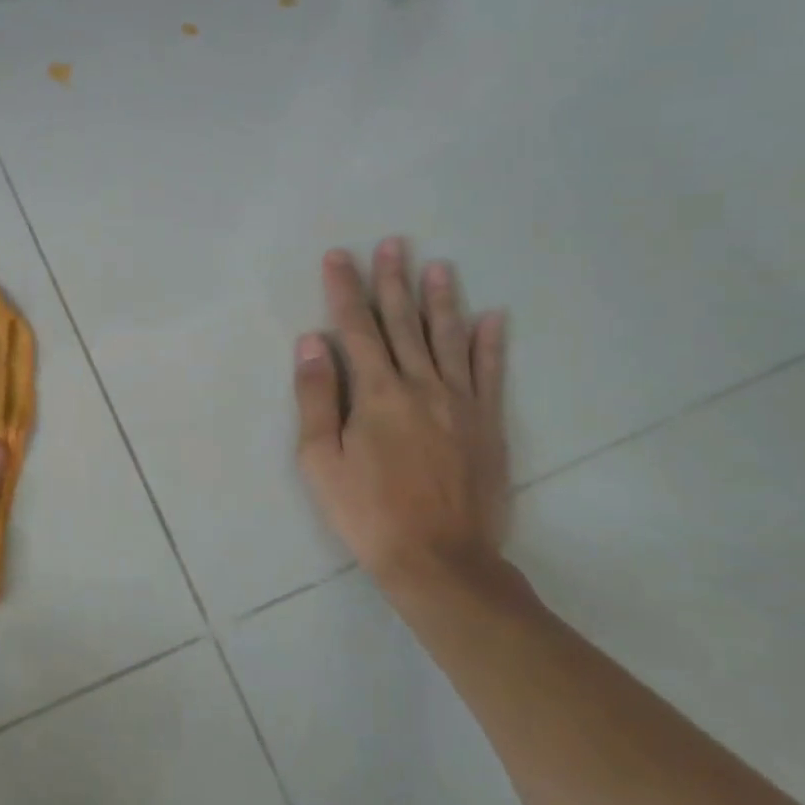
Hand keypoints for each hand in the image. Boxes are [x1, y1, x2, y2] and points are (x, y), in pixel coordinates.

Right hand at [294, 238, 517, 605]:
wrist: (441, 561)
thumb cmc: (368, 513)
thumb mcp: (322, 461)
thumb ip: (316, 397)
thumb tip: (311, 341)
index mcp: (376, 393)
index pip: (355, 328)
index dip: (345, 289)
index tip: (339, 256)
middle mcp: (421, 385)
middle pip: (403, 323)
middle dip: (393, 281)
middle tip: (393, 243)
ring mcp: (461, 403)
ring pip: (448, 338)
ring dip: (441, 300)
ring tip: (439, 266)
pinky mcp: (488, 424)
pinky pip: (491, 373)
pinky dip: (491, 344)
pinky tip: (493, 317)